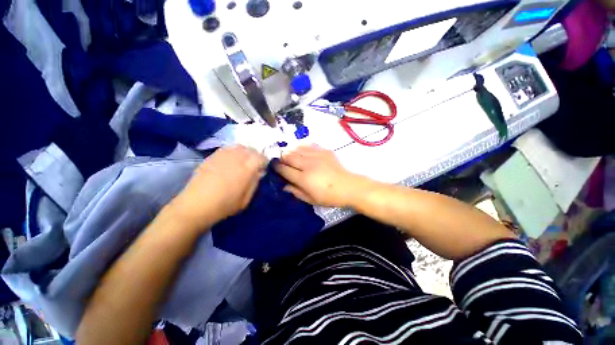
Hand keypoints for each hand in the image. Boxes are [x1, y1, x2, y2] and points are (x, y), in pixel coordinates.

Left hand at [170, 145, 267, 228]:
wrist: (196, 205)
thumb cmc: (225, 205)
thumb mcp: (246, 199)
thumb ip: (255, 183)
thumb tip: (259, 172)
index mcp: (247, 169)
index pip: (261, 157)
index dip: (264, 161)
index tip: (263, 167)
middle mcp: (236, 158)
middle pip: (251, 149)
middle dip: (255, 155)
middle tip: (254, 164)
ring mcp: (223, 156)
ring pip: (239, 147)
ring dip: (245, 152)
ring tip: (243, 161)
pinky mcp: (212, 156)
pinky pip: (227, 148)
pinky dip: (233, 151)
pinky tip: (231, 160)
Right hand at [274, 145, 364, 207]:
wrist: (349, 187)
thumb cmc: (329, 197)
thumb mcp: (311, 200)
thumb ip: (296, 192)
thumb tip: (284, 186)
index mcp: (304, 178)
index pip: (285, 170)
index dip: (277, 168)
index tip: (274, 167)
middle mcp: (308, 164)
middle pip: (288, 156)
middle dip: (282, 158)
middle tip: (282, 161)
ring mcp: (317, 156)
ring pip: (297, 149)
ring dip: (290, 151)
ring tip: (290, 155)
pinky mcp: (324, 151)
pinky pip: (308, 145)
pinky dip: (302, 147)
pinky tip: (301, 150)